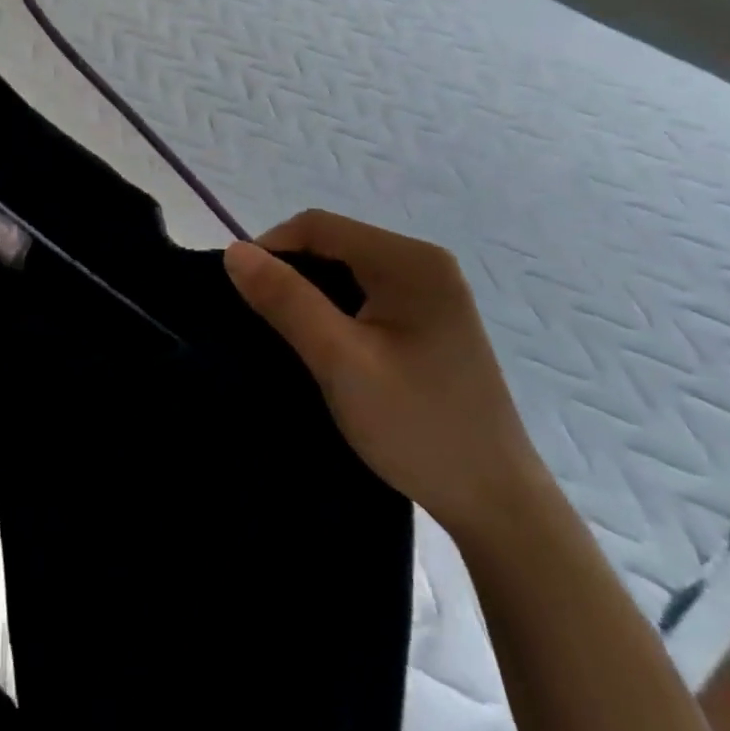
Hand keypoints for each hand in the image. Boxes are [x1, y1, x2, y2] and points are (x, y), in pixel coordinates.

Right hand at [225, 210, 545, 542]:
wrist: (496, 504)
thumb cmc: (418, 427)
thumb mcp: (341, 361)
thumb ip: (286, 300)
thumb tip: (233, 251)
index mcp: (410, 261)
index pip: (318, 226)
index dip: (270, 248)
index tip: (240, 293)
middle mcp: (425, 263)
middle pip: (333, 243)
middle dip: (289, 272)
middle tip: (261, 321)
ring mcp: (431, 292)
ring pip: (346, 270)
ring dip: (309, 293)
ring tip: (286, 334)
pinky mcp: (429, 320)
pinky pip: (365, 294)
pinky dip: (334, 310)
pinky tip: (324, 345)